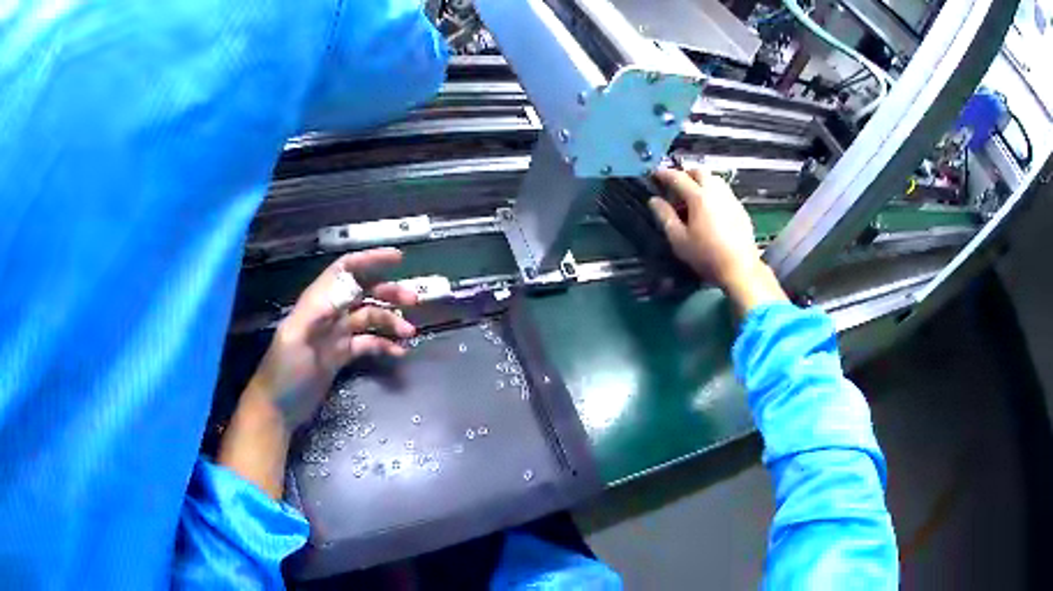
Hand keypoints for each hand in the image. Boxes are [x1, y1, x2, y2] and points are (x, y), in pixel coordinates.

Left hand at [248, 248, 417, 429]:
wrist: (277, 408)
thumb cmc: (283, 371)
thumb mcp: (296, 337)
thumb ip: (320, 311)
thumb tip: (350, 287)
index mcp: (316, 303)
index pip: (344, 271)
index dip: (369, 260)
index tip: (397, 258)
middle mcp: (328, 314)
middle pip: (362, 293)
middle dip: (388, 292)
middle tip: (414, 299)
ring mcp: (335, 336)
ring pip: (369, 319)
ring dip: (390, 321)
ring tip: (409, 333)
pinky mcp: (340, 356)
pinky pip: (367, 344)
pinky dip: (384, 345)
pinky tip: (399, 353)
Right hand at [649, 168, 785, 313]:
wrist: (740, 269)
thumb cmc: (707, 256)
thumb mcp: (679, 240)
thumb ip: (665, 217)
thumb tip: (654, 201)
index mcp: (699, 197)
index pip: (678, 177)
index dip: (664, 174)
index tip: (655, 175)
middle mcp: (716, 192)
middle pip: (699, 171)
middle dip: (685, 174)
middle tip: (675, 186)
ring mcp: (731, 199)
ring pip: (714, 179)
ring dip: (701, 181)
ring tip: (693, 197)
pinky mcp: (740, 209)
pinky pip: (724, 192)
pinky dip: (713, 192)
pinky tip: (710, 209)